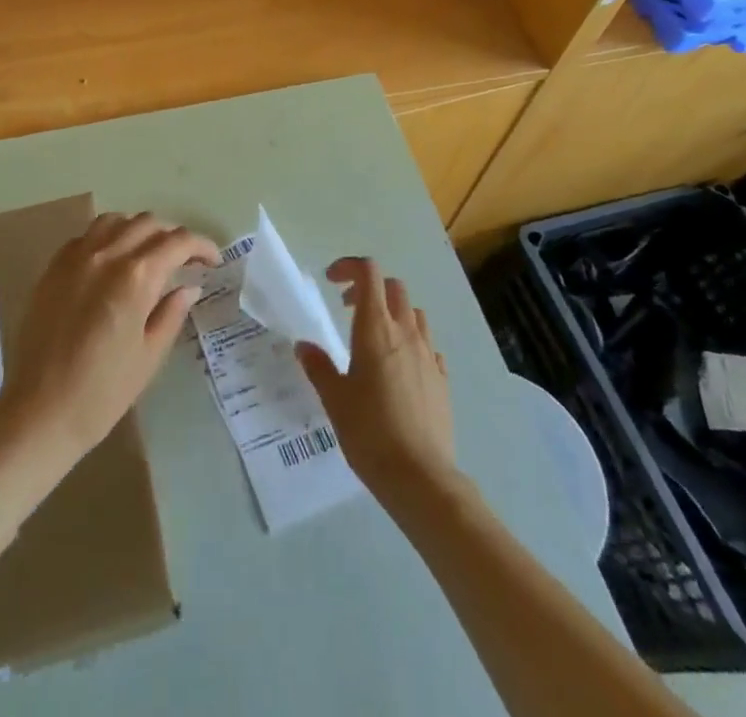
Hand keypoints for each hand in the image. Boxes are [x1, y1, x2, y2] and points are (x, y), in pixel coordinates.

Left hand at [0, 212, 217, 473]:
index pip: (177, 242)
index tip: (213, 261)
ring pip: (115, 221)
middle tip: (184, 260)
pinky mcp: (53, 268)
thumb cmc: (103, 392)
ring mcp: (76, 257)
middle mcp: (106, 255)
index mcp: (136, 277)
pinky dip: (107, 237)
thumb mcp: (149, 356)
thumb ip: (171, 313)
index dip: (201, 246)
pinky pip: (86, 236)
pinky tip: (111, 261)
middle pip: (147, 223)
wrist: (40, 411)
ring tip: (148, 253)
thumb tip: (189, 287)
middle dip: (172, 236)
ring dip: (138, 229)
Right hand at [296, 257, 455, 502]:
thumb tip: (304, 346)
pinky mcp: (441, 379)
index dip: (349, 267)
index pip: (368, 273)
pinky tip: (399, 368)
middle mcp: (405, 332)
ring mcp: (428, 355)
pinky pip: (428, 345)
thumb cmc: (369, 432)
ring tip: (375, 337)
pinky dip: (412, 343)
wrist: (420, 477)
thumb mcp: (334, 398)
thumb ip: (318, 367)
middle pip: (393, 287)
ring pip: (414, 313)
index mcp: (375, 329)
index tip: (331, 282)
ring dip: (393, 312)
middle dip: (370, 288)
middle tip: (347, 308)